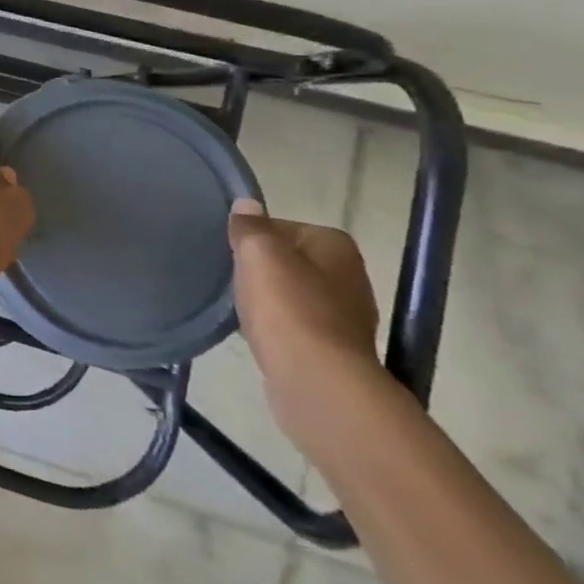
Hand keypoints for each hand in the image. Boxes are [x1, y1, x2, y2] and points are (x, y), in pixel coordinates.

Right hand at [228, 198, 387, 442]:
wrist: (317, 379)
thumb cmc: (288, 307)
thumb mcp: (258, 253)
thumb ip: (250, 226)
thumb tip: (247, 204)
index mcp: (337, 246)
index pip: (284, 226)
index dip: (254, 236)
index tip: (232, 250)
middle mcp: (351, 276)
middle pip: (291, 260)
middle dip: (262, 267)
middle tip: (232, 276)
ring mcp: (347, 316)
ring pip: (293, 293)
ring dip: (268, 297)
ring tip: (240, 305)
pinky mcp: (335, 348)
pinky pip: (295, 323)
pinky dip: (276, 324)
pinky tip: (256, 331)